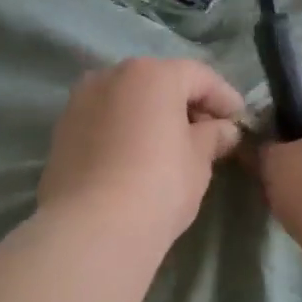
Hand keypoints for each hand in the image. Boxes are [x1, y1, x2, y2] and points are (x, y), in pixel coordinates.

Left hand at [38, 57, 244, 250]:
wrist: (92, 227)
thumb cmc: (158, 185)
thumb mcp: (198, 160)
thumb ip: (213, 136)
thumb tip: (223, 130)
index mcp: (151, 74)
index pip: (198, 76)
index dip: (224, 97)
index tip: (240, 120)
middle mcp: (111, 75)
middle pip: (158, 82)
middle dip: (185, 104)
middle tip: (208, 134)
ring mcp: (80, 101)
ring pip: (127, 100)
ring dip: (151, 116)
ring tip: (171, 147)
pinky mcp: (62, 130)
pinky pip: (104, 121)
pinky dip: (124, 130)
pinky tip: (137, 157)